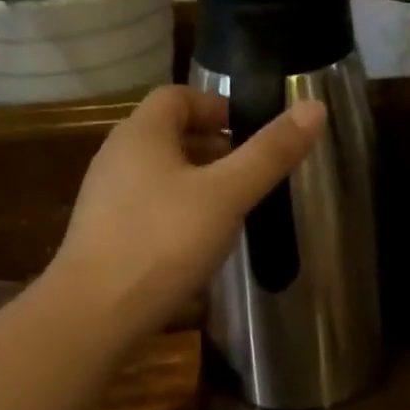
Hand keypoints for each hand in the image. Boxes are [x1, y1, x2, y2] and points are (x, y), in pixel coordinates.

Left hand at [51, 85, 324, 341]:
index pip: (177, 96)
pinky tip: (198, 241)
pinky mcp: (104, 233)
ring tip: (233, 207)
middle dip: (213, 146)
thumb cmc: (164, 242)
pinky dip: (178, 209)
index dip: (217, 105)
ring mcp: (105, 197)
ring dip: (197, 180)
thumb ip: (269, 153)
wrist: (95, 313)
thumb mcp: (227, 195)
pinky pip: (148, 205)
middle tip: (251, 171)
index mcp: (141, 133)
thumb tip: (314, 107)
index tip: (252, 132)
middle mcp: (116, 156)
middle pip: (169, 134)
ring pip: (159, 172)